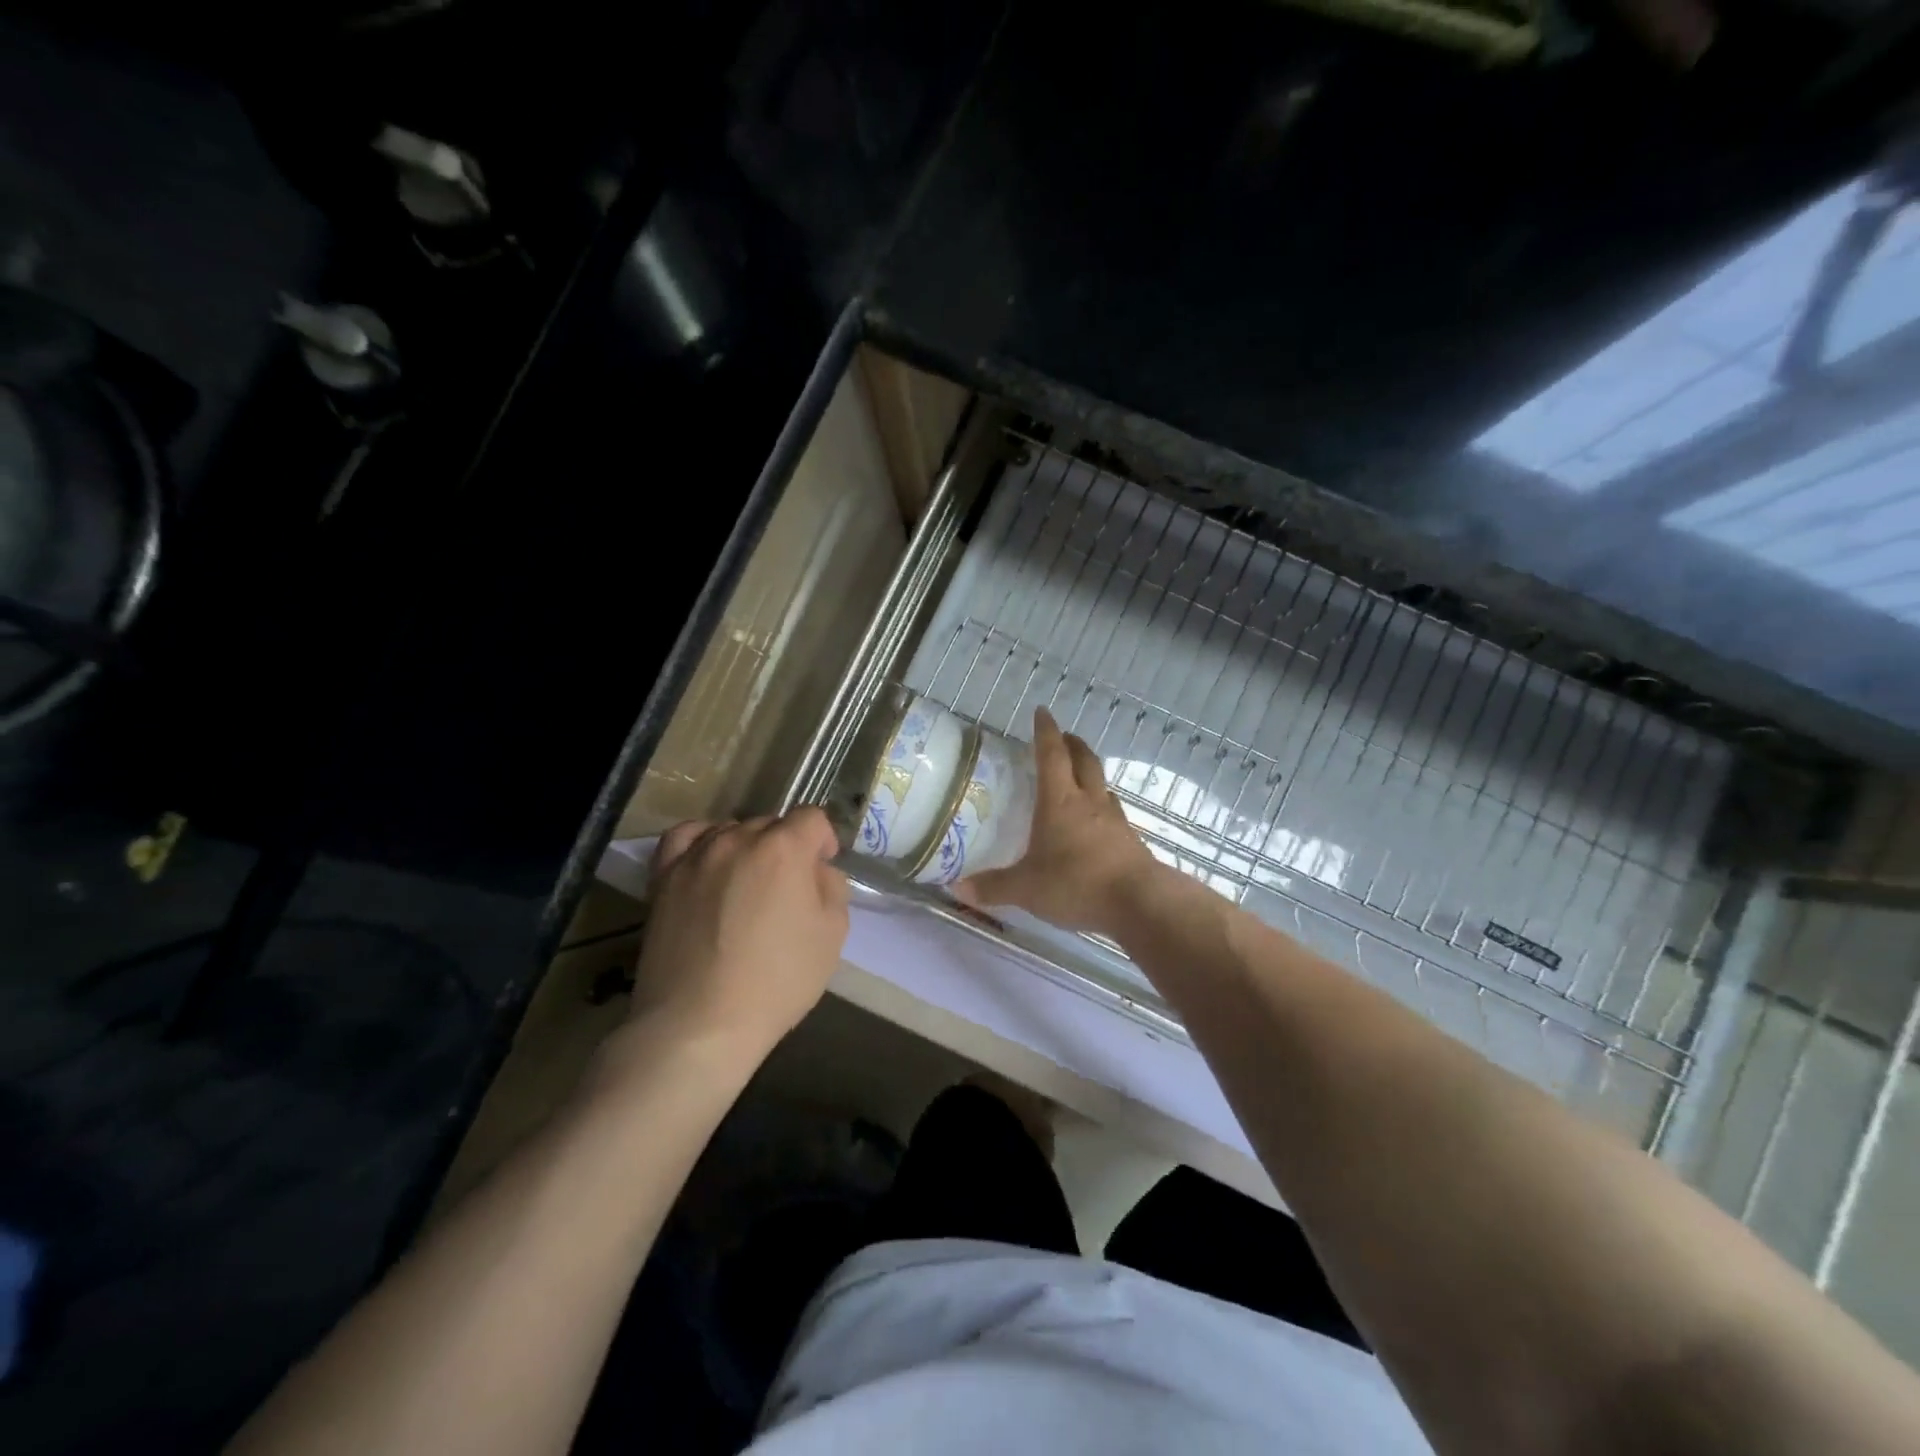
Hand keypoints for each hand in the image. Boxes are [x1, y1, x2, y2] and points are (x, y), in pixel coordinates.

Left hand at [626, 809, 849, 1063]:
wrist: (699, 1023)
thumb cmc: (777, 980)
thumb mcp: (832, 935)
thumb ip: (832, 887)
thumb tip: (815, 871)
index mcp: (784, 848)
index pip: (811, 818)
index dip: (824, 841)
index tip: (822, 869)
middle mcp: (738, 839)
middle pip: (771, 824)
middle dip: (786, 847)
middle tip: (787, 890)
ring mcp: (697, 856)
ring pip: (730, 830)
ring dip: (747, 848)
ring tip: (746, 885)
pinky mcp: (664, 877)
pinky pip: (685, 839)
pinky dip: (702, 842)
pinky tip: (709, 864)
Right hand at [957, 707, 1160, 935]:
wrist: (1138, 902)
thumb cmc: (1076, 884)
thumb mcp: (1026, 889)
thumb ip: (993, 887)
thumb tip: (957, 888)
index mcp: (1059, 801)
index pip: (1051, 755)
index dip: (1045, 732)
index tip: (1041, 712)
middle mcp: (1089, 802)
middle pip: (1084, 761)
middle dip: (1072, 744)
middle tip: (1063, 737)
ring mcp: (1114, 820)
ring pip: (1102, 785)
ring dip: (1090, 773)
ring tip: (1079, 777)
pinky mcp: (1130, 841)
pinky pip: (1113, 813)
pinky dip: (1101, 807)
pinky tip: (1095, 822)